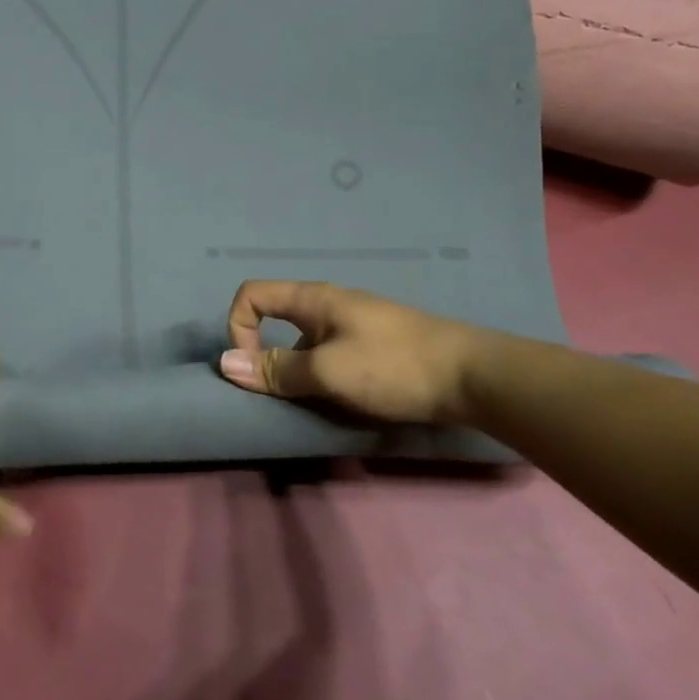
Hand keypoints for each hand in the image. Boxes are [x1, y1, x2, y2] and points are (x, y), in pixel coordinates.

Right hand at [218, 280, 481, 424]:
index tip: (253, 369)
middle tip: (281, 396)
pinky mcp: (374, 345)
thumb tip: (225, 364)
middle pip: (276, 320)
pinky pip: (330, 355)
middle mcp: (328, 304)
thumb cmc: (393, 366)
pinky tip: (346, 402)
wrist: (473, 377)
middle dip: (268, 357)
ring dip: (298, 372)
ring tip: (319, 405)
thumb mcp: (328, 372)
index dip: (238, 327)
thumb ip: (277, 370)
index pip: (252, 294)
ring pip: (304, 343)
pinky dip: (324, 376)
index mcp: (312, 299)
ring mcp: (354, 324)